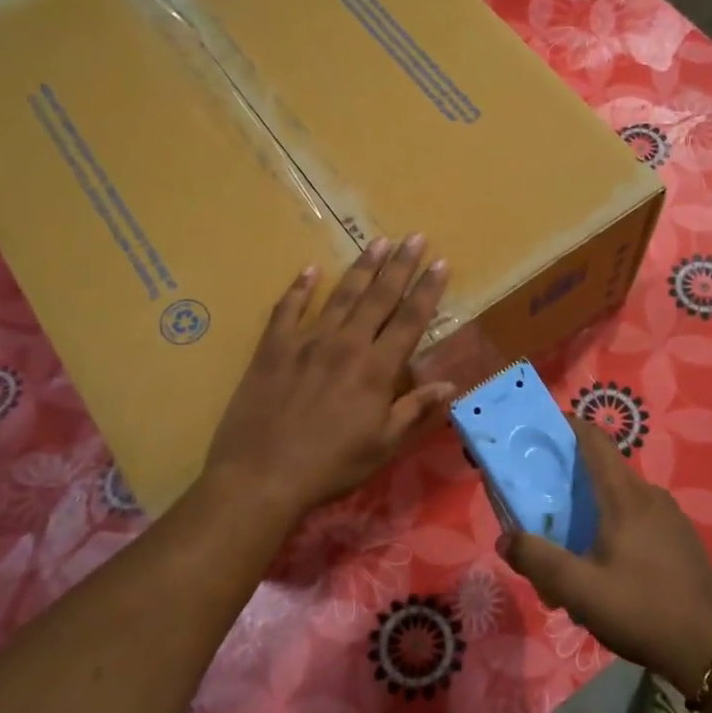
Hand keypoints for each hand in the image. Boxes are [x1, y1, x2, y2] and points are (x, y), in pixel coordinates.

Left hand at [205, 235, 455, 520]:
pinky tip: (310, 271)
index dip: (428, 290)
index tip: (441, 263)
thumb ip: (415, 410)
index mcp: (377, 369)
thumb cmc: (331, 466)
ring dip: (361, 268)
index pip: (410, 320)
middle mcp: (346, 345)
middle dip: (400, 266)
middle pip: (379, 297)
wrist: (261, 476)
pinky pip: (288, 310)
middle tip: (414, 237)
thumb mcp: (383, 445)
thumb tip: (450, 384)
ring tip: (377, 242)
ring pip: (340, 296)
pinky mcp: (272, 349)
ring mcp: (306, 342)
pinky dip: (299, 289)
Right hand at [498, 419, 711, 692]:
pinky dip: (614, 528)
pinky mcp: (681, 540)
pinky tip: (605, 569)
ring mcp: (671, 518)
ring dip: (591, 511)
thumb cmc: (642, 611)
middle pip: (603, 471)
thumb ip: (537, 560)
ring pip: (621, 499)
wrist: (711, 652)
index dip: (567, 426)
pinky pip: (639, 519)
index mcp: (626, 497)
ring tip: (568, 547)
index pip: (594, 440)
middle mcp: (650, 496)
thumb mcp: (579, 591)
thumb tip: (504, 538)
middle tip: (539, 503)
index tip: (539, 431)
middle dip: (569, 480)